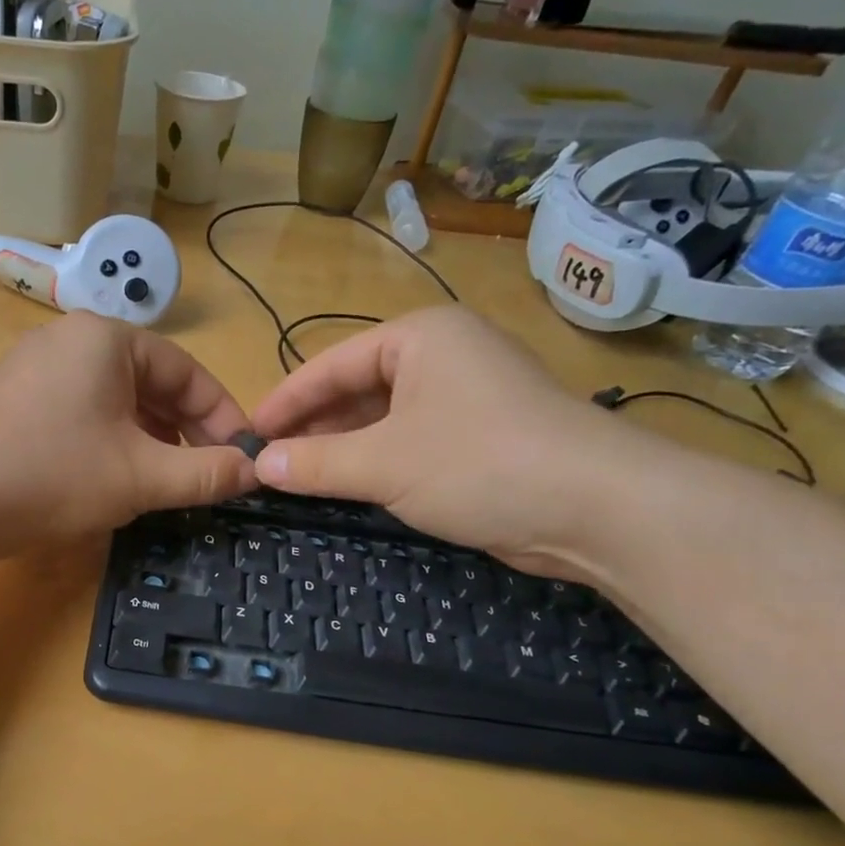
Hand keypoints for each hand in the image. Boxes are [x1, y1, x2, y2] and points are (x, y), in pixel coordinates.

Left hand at [0, 312, 257, 552]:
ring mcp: (33, 370)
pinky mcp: (11, 402)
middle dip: (184, 431)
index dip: (222, 416)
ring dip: (148, 440)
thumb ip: (206, 473)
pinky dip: (109, 442)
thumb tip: (257, 471)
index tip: (244, 456)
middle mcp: (68, 341)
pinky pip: (79, 413)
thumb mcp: (141, 476)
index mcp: (105, 340)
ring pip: (114, 401)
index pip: (187, 371)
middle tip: (207, 474)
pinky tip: (113, 479)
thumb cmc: (54, 474)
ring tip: (165, 481)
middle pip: (150, 383)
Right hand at [249, 307, 637, 578]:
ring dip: (342, 450)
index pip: (331, 364)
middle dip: (312, 428)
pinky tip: (346, 488)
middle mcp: (443, 356)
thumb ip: (314, 463)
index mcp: (419, 337)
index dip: (285, 401)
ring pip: (383, 419)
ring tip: (295, 479)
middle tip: (268, 462)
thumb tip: (259, 465)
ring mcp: (466, 397)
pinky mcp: (482, 438)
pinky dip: (376, 464)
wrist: (597, 508)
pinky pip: (410, 443)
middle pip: (357, 389)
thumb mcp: (383, 463)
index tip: (247, 434)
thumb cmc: (479, 463)